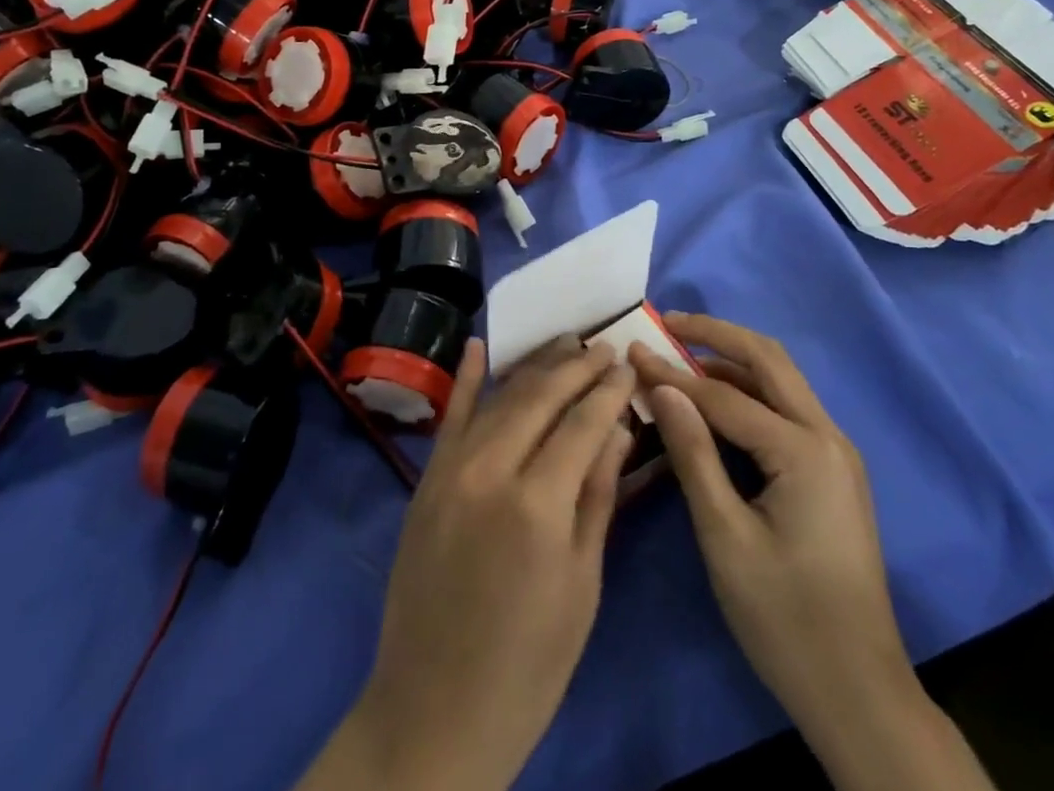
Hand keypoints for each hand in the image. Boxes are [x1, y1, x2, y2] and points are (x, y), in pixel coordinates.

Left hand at [300, 336, 635, 790]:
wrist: (434, 709)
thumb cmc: (529, 663)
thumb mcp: (581, 585)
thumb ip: (598, 496)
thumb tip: (618, 429)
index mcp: (538, 504)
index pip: (582, 423)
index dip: (609, 391)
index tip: (628, 366)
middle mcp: (491, 470)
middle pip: (540, 396)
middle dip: (577, 366)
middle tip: (604, 346)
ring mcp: (451, 469)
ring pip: (499, 397)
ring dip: (535, 365)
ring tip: (565, 342)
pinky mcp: (425, 479)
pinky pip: (448, 416)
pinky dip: (464, 379)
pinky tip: (478, 346)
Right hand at [634, 315, 992, 790]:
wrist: (860, 695)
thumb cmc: (785, 620)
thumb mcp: (725, 537)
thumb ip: (693, 453)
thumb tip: (661, 386)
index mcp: (804, 451)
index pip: (724, 396)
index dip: (672, 373)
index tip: (630, 351)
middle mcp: (828, 436)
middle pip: (769, 359)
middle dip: (716, 334)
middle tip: (667, 322)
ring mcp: (835, 453)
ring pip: (781, 380)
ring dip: (732, 359)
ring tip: (681, 352)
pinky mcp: (831, 471)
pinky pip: (785, 410)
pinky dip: (748, 391)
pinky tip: (713, 400)